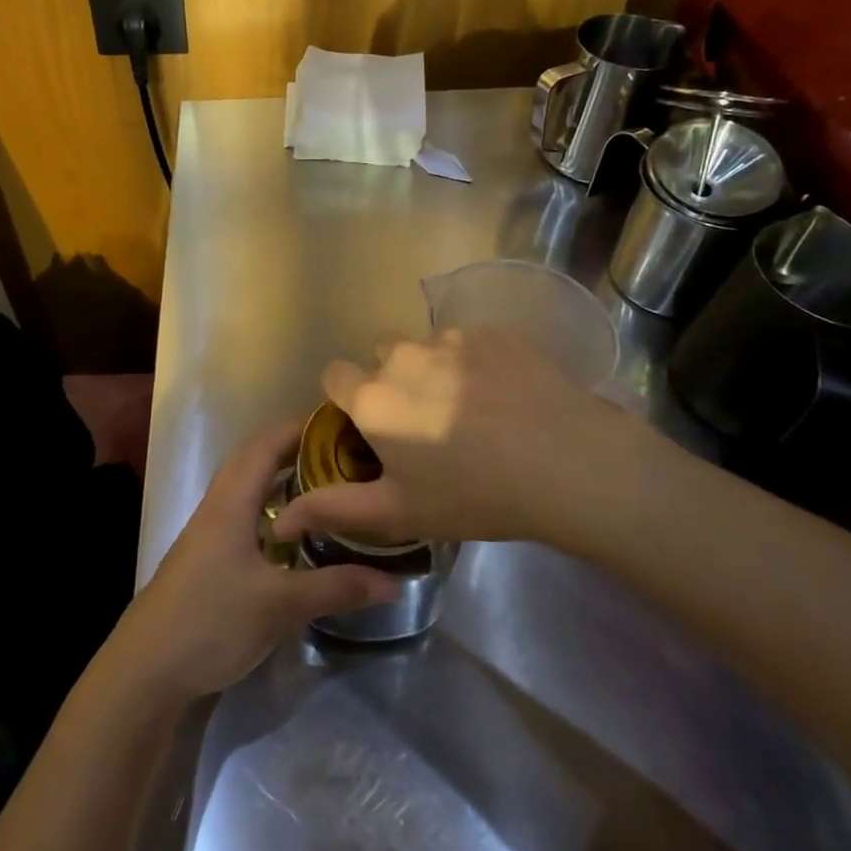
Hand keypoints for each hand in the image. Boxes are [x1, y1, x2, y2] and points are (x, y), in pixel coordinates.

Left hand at [108, 422, 398, 701]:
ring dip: (282, 480)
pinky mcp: (207, 557)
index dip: (301, 428)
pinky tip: (294, 533)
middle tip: (343, 455)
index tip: (342, 424)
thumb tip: (394, 581)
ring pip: (248, 489)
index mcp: (231, 501)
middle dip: (296, 450)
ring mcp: (208, 532)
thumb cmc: (211, 622)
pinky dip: (271, 510)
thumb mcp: (280, 605)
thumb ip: (336, 588)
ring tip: (326, 486)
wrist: (146, 670)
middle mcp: (217, 506)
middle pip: (256, 461)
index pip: (266, 445)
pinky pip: (244, 515)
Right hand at [272, 327, 669, 546]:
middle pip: (382, 355)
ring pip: (428, 347)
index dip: (348, 399)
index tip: (371, 427)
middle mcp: (405, 355)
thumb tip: (282, 517)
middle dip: (392, 380)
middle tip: (426, 424)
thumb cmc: (475, 495)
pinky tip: (507, 397)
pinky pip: (472, 342)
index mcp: (375, 396)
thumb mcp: (400, 513)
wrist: (568, 464)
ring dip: (435, 369)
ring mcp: (454, 339)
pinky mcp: (497, 333)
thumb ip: (336, 510)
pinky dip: (478, 363)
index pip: (335, 375)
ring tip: (473, 412)